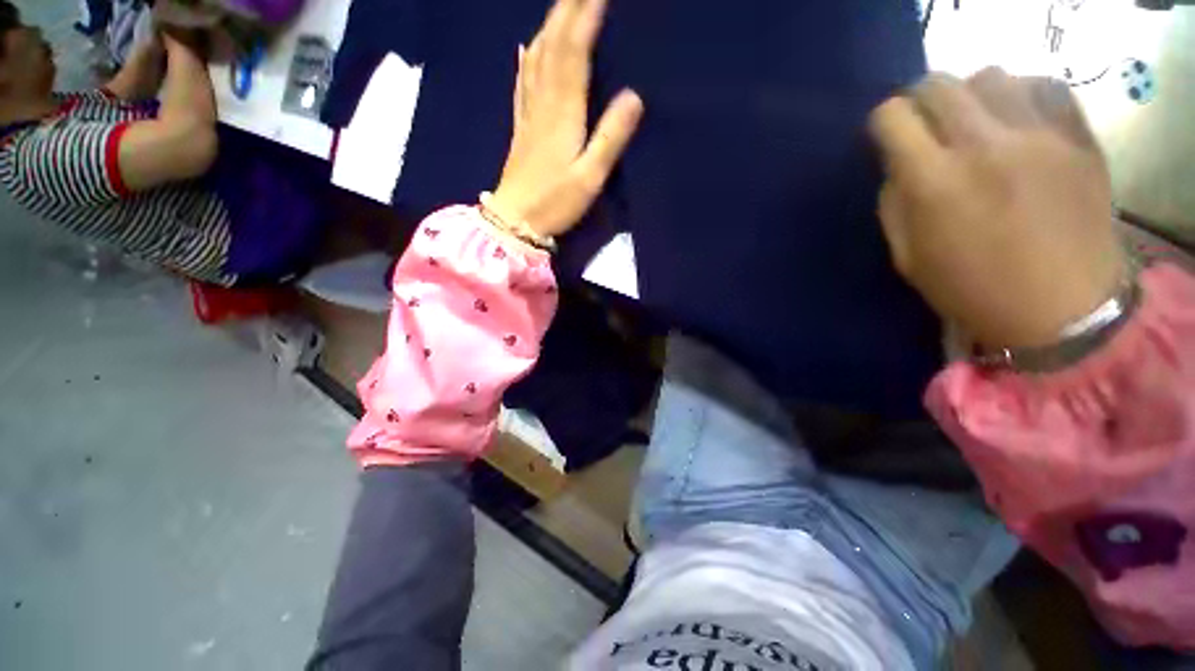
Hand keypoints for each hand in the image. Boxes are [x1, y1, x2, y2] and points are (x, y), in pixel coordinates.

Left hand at [490, 0, 644, 236]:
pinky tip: (527, 46)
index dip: (585, 15)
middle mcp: (542, 103)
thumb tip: (634, 97)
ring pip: (536, 57)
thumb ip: (610, 138)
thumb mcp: (590, 177)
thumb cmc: (555, 202)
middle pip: (552, 44)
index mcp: (563, 113)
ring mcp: (528, 113)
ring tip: (561, 5)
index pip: (574, 51)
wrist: (515, 220)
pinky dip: (527, 57)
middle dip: (567, 8)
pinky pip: (523, 81)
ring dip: (549, 25)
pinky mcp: (520, 126)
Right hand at [869, 68, 1125, 348]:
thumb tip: (899, 166)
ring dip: (971, 95)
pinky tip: (1019, 121)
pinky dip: (1022, 95)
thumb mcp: (908, 258)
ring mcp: (1039, 136)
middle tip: (926, 124)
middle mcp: (984, 146)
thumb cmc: (973, 290)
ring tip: (976, 122)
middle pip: (940, 84)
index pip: (893, 118)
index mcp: (934, 183)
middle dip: (922, 100)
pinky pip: (1043, 88)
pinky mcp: (1078, 138)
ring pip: (991, 76)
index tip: (889, 137)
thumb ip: (894, 205)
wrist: (1062, 310)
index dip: (884, 122)